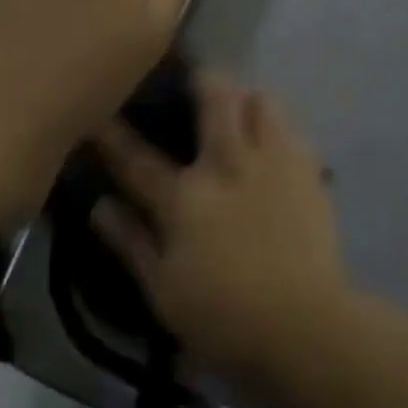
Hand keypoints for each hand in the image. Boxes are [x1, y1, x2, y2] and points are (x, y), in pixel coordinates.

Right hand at [92, 75, 353, 393]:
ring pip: (262, 101)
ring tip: (241, 107)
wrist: (307, 328)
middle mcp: (229, 165)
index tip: (98, 111)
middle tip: (196, 80)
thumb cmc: (226, 318)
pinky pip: (294, 130)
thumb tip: (100, 205)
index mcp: (186, 199)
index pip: (138, 159)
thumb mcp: (164, 291)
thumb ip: (131, 243)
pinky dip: (280, 127)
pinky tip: (275, 143)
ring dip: (247, 98)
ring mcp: (273, 164)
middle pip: (216, 99)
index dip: (113, 134)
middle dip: (203, 79)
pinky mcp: (309, 173)